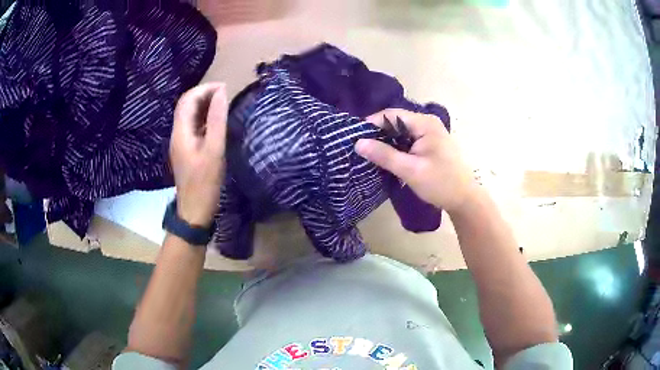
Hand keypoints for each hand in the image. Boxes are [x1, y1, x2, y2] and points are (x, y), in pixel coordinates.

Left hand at [170, 83, 227, 226]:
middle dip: (204, 94)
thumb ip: (217, 120)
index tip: (224, 88)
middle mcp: (177, 134)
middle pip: (186, 105)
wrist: (194, 210)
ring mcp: (180, 143)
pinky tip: (216, 122)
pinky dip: (204, 118)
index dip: (204, 89)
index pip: (187, 100)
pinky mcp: (186, 150)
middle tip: (225, 94)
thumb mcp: (215, 150)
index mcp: (181, 132)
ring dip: (204, 106)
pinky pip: (193, 127)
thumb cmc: (205, 182)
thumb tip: (222, 93)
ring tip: (222, 104)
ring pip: (189, 116)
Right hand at [355, 109, 477, 212]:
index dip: (372, 123)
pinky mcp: (430, 144)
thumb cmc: (440, 183)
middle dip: (379, 134)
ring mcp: (430, 133)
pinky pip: (408, 140)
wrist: (464, 199)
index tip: (355, 138)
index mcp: (425, 123)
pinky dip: (397, 147)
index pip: (391, 114)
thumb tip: (358, 143)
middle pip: (396, 122)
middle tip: (361, 148)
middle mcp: (427, 123)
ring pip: (401, 132)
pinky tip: (388, 158)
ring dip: (387, 142)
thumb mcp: (410, 170)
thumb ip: (384, 155)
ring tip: (371, 154)